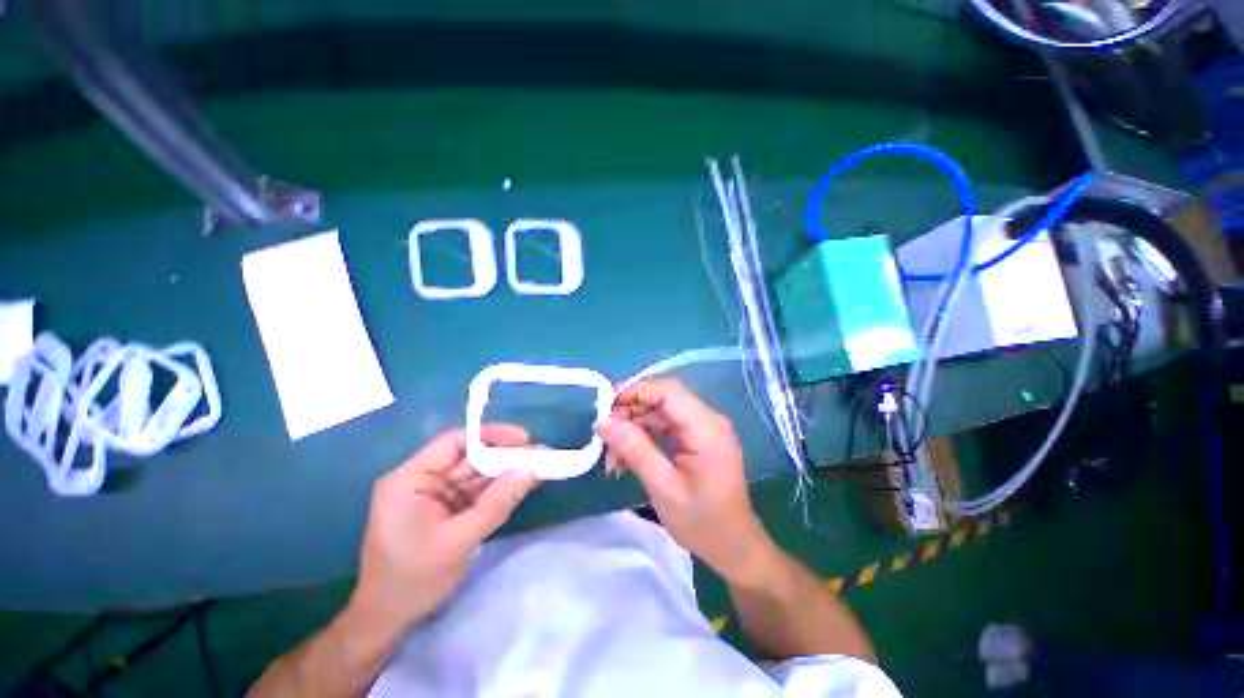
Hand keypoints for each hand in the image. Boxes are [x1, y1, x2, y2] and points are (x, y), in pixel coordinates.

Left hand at [350, 425, 538, 633]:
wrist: (387, 620)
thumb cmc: (413, 580)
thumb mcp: (458, 541)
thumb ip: (496, 504)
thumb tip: (530, 471)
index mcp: (411, 479)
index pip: (454, 442)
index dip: (491, 436)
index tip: (524, 440)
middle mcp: (422, 479)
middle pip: (469, 456)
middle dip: (504, 457)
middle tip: (540, 456)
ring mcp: (433, 494)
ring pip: (476, 473)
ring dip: (505, 472)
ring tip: (538, 468)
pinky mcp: (444, 508)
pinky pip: (476, 491)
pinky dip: (498, 489)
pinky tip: (521, 485)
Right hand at [599, 378, 772, 580]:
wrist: (733, 547)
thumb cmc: (702, 522)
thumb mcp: (664, 487)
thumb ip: (635, 450)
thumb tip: (605, 422)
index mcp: (706, 428)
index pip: (668, 390)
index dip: (635, 391)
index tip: (606, 409)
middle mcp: (707, 420)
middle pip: (663, 399)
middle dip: (630, 412)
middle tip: (605, 436)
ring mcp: (702, 428)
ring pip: (660, 412)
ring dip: (634, 427)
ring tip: (612, 454)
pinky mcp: (696, 439)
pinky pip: (665, 427)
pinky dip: (644, 437)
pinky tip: (626, 458)